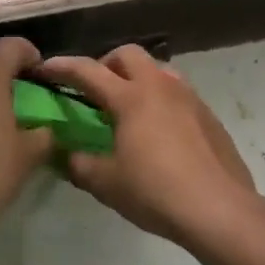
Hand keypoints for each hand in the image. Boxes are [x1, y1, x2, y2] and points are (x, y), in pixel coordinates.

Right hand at [37, 45, 258, 246]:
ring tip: (129, 108)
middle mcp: (160, 87)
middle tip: (95, 90)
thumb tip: (66, 154)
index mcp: (131, 98)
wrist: (220, 210)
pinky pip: (179, 93)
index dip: (62, 67)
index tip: (44, 67)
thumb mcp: (107, 184)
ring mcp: (189, 99)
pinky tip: (159, 131)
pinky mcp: (209, 116)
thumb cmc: (156, 192)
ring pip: (158, 70)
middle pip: (129, 54)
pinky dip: (161, 99)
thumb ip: (80, 164)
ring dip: (138, 78)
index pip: (88, 71)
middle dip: (106, 64)